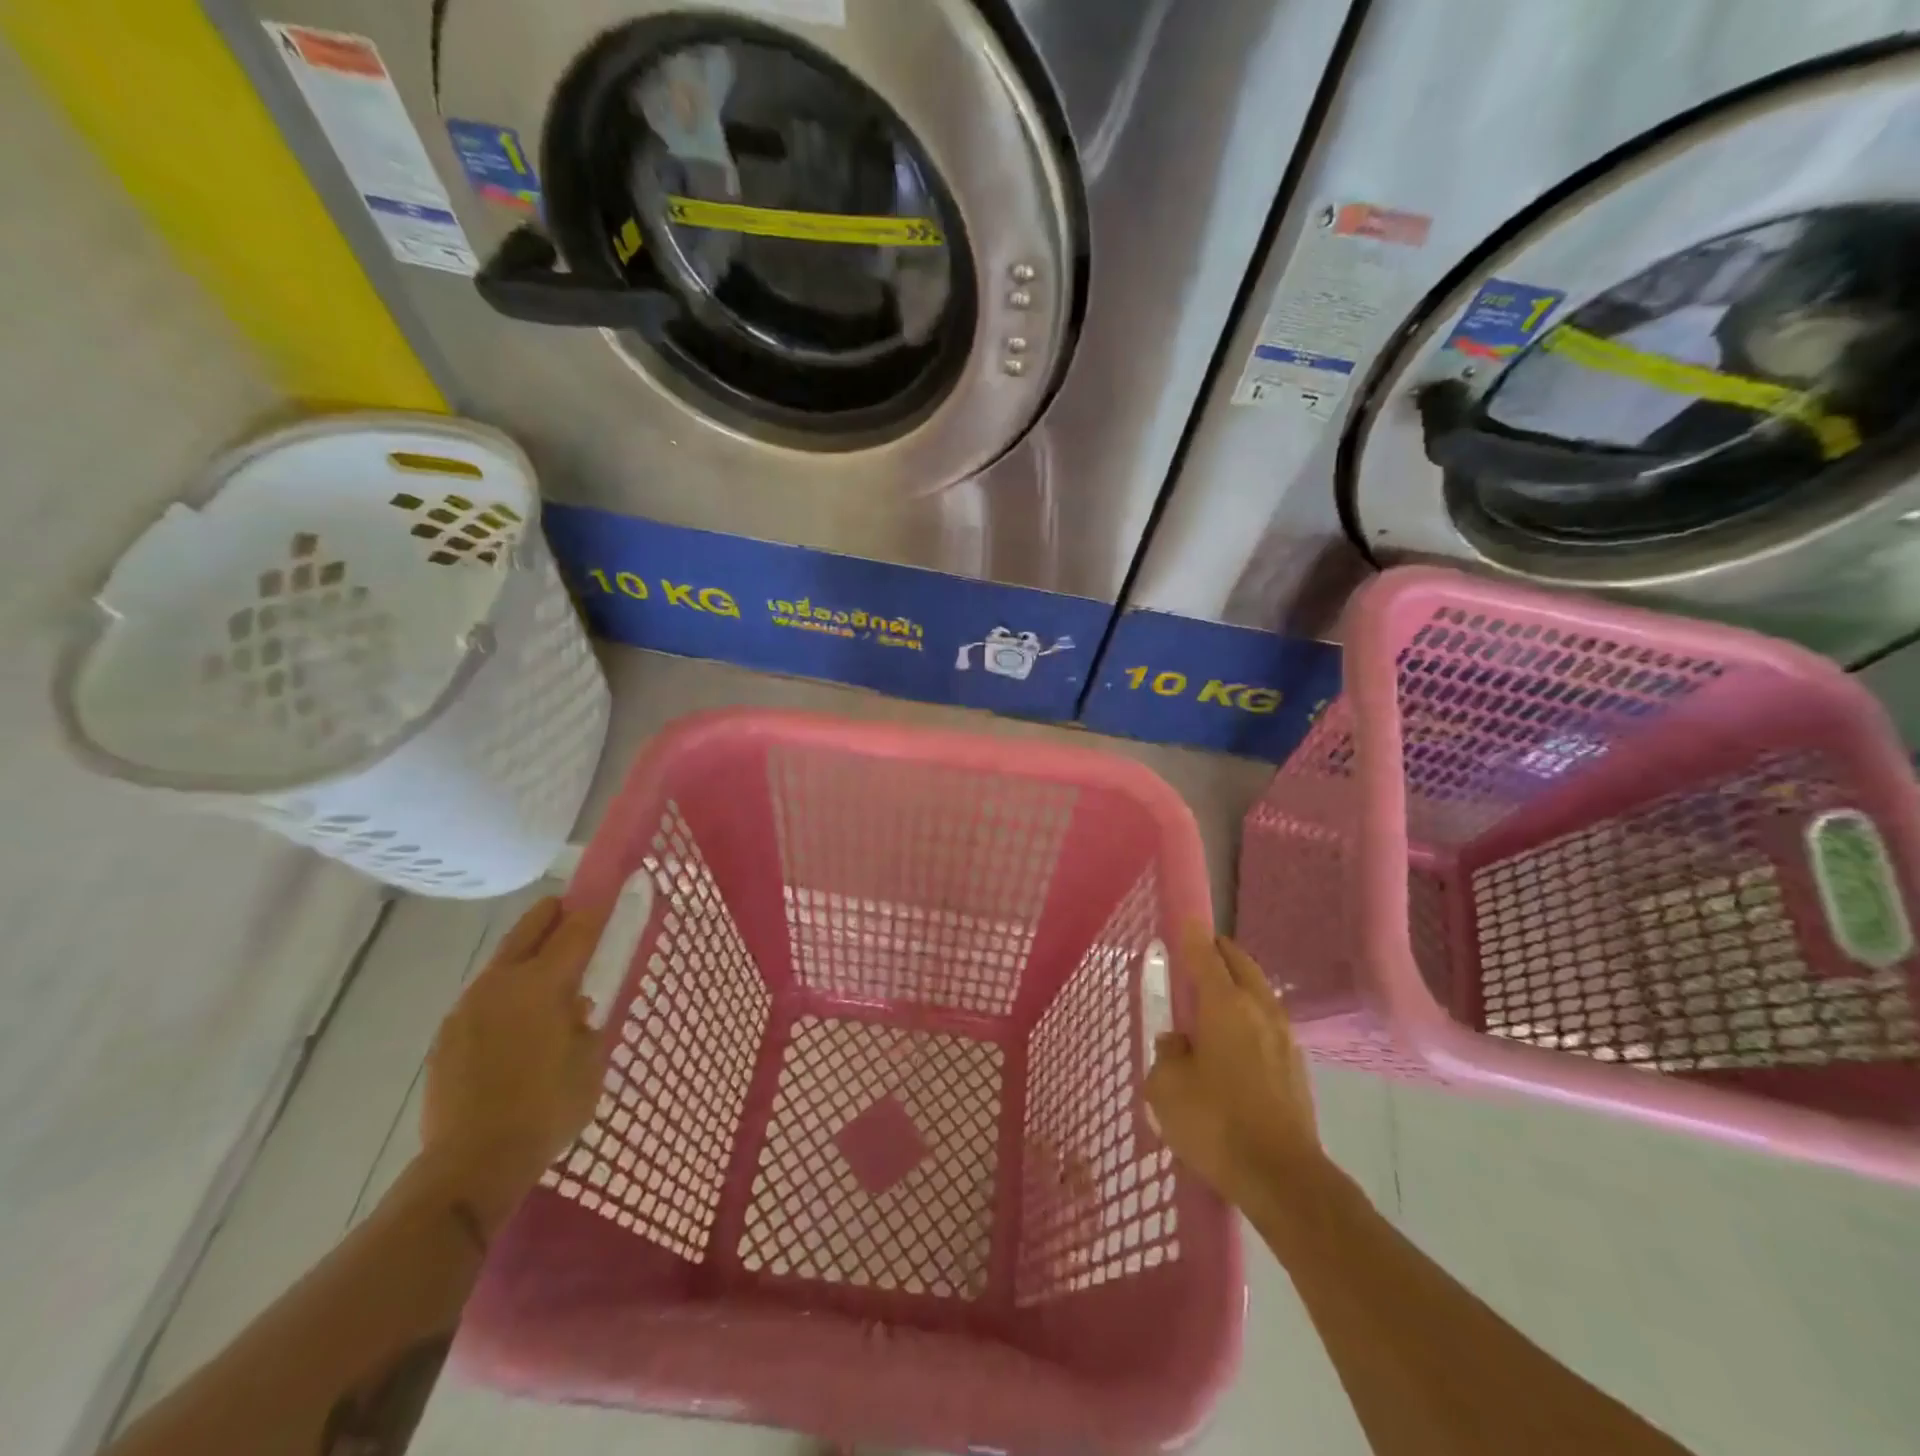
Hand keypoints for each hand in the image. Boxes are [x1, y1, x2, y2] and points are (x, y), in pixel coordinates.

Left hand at [418, 897, 611, 1231]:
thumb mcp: (590, 1060)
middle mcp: (501, 983)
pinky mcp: (448, 1035)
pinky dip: (506, 990)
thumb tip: (575, 1006)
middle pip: (529, 930)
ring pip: (502, 961)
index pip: (576, 931)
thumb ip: (586, 1022)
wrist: (472, 1163)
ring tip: (548, 964)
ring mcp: (468, 1007)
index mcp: (542, 984)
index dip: (595, 910)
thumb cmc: (547, 1107)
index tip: (608, 893)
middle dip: (552, 914)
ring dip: (527, 952)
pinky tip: (518, 1014)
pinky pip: (484, 996)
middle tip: (571, 907)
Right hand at [1144, 922, 1324, 1210]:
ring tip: (1215, 996)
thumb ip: (1167, 1054)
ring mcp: (1283, 1037)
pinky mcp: (1296, 1066)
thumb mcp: (1166, 1088)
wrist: (1283, 1178)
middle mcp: (1258, 1010)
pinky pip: (1268, 1022)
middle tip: (1198, 954)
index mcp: (1224, 1005)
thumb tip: (1179, 1044)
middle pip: (1240, 964)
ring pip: (1258, 992)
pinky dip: (1250, 1015)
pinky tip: (1235, 1039)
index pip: (1205, 955)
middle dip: (1219, 952)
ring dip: (1238, 983)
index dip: (1191, 935)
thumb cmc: (1215, 1124)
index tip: (1184, 920)